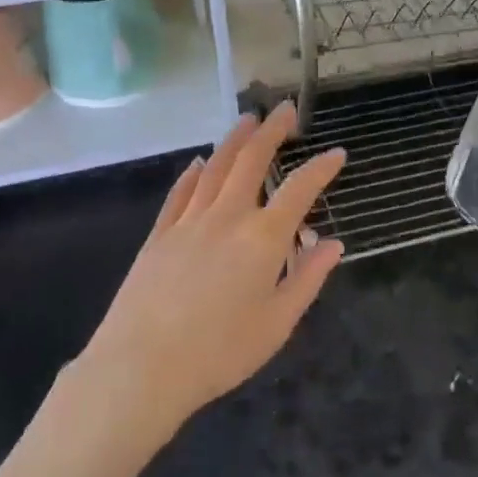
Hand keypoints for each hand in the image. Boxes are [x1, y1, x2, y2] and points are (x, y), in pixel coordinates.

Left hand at [77, 103, 346, 438]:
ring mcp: (189, 221)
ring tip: (248, 119)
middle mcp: (227, 216)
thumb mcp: (277, 323)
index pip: (300, 189)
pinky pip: (180, 193)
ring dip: (235, 140)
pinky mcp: (160, 234)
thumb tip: (334, 245)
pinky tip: (199, 162)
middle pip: (252, 160)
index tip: (336, 152)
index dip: (321, 168)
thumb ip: (308, 279)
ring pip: (216, 167)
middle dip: (272, 131)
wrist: (141, 367)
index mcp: (263, 238)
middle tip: (286, 109)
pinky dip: (193, 173)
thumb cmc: (219, 352)